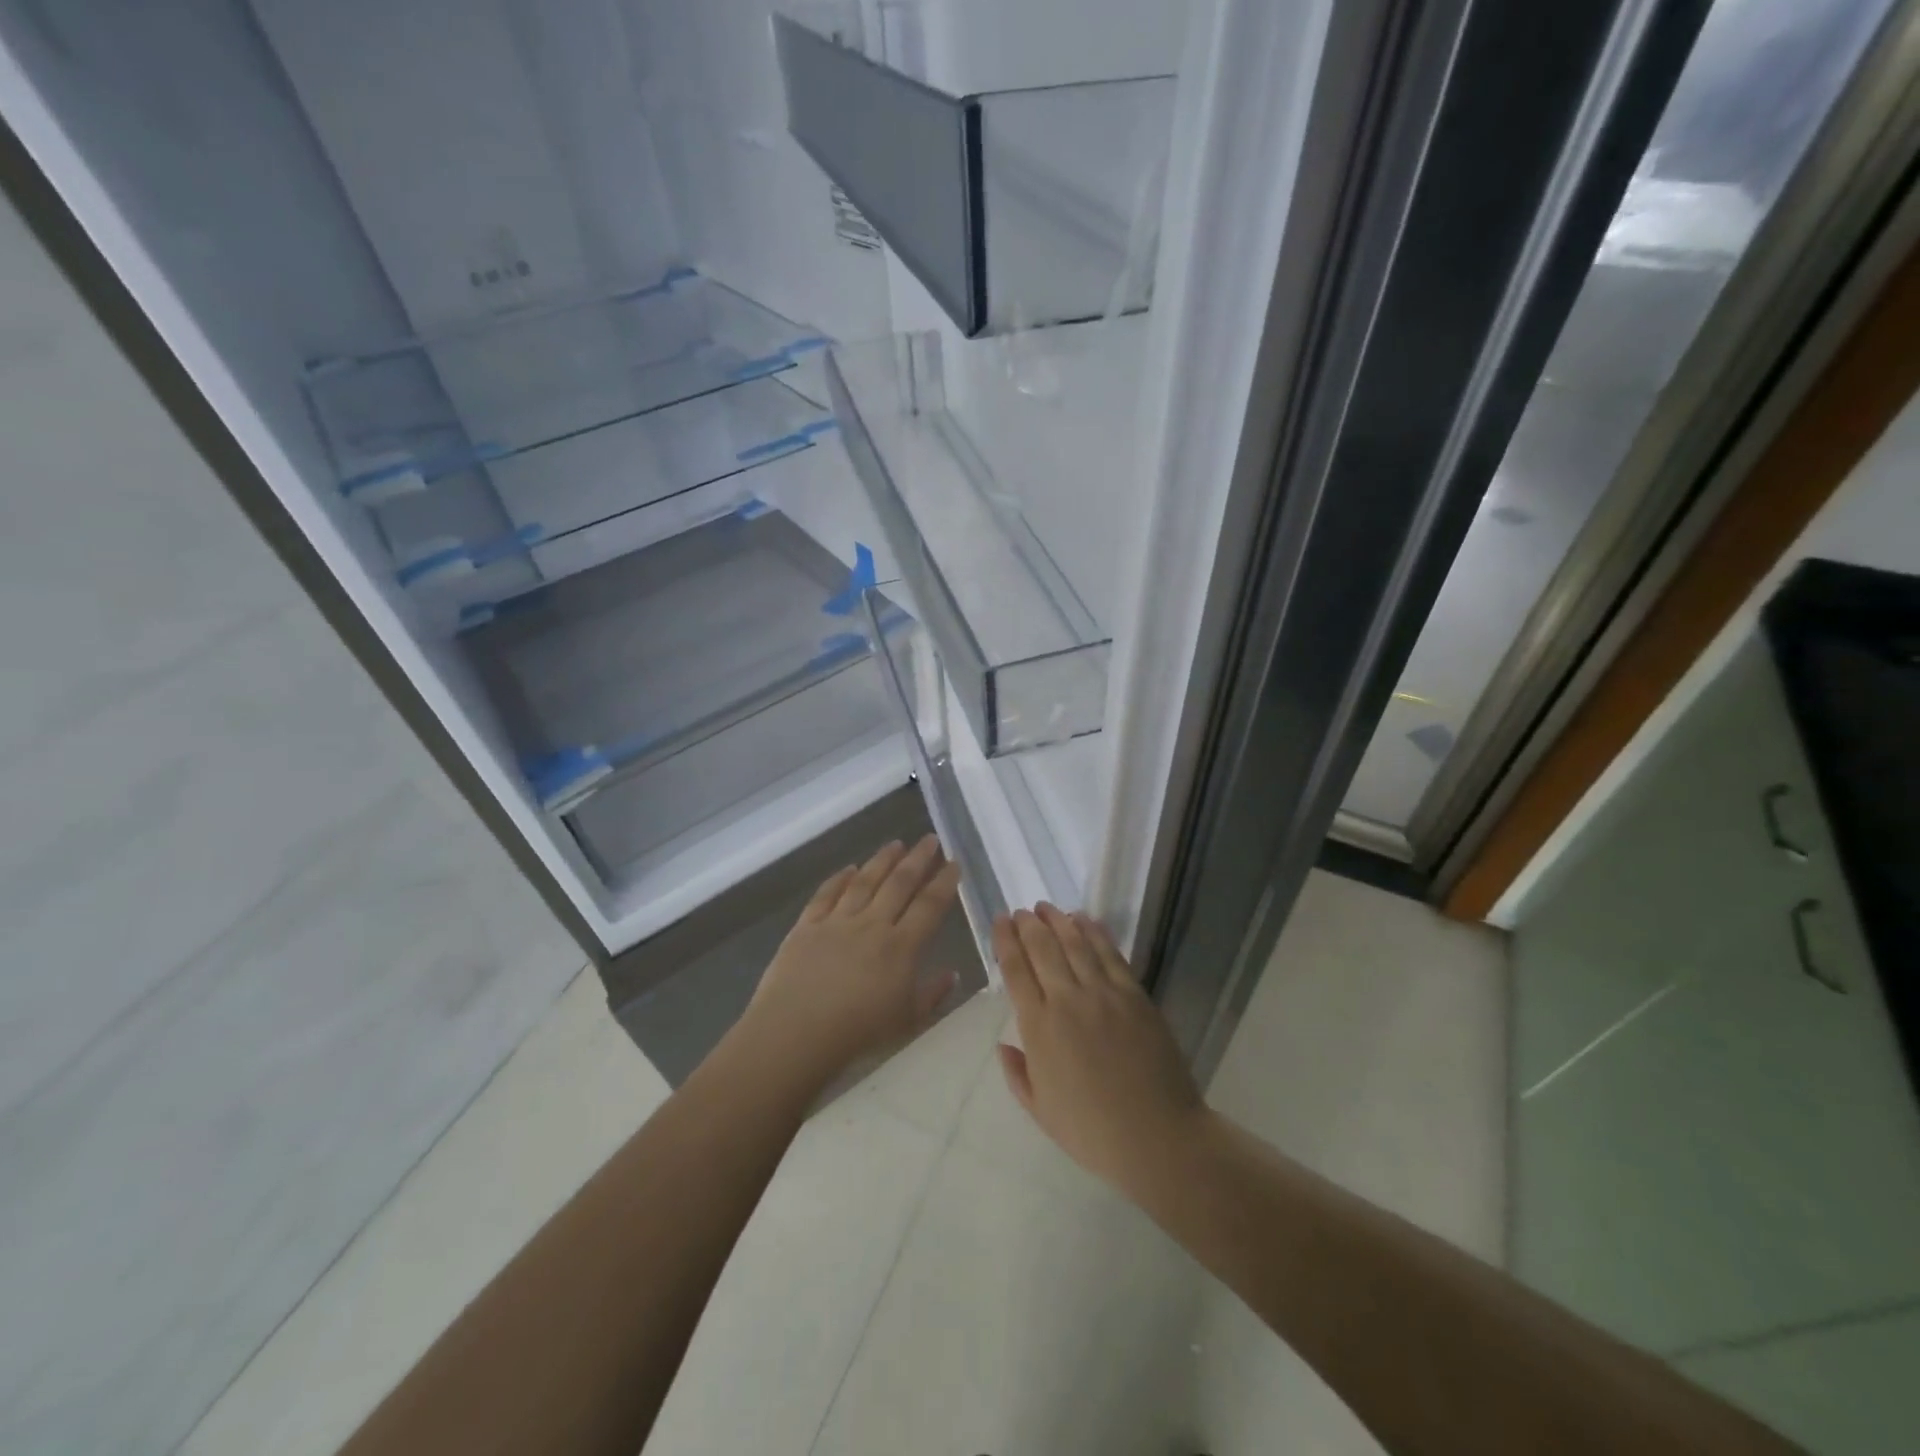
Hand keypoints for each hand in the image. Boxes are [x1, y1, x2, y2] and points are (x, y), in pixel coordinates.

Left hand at [737, 836, 960, 1089]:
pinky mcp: (806, 926)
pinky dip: (838, 879)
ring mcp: (837, 922)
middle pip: (899, 884)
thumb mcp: (907, 1021)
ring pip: (864, 881)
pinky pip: (826, 895)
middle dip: (918, 859)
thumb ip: (932, 994)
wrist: (795, 1034)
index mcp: (901, 947)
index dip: (944, 882)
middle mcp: (872, 925)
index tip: (953, 862)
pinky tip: (848, 868)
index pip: (929, 906)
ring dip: (882, 860)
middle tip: (929, 838)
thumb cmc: (858, 1033)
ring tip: (896, 843)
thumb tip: (952, 973)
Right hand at [995, 904, 1205, 1195]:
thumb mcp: (1041, 1111)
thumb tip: (1003, 1045)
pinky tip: (1085, 920)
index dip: (1005, 941)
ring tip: (1046, 907)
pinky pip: (1111, 954)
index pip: (1015, 971)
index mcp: (1039, 1028)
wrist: (1157, 1137)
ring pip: (1075, 944)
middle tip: (1020, 910)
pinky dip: (1095, 932)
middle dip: (1028, 924)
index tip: (1000, 921)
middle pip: (1042, 949)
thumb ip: (1017, 1074)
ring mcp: (1104, 994)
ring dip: (1058, 921)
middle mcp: (1067, 1001)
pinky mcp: (1134, 995)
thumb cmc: (1092, 1132)